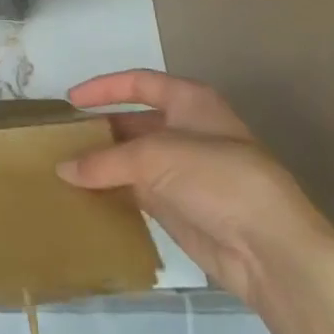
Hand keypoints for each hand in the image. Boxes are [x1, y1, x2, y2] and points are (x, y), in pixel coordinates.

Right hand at [60, 69, 333, 307]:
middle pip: (135, 123)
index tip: (70, 101)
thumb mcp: (156, 157)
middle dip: (101, 131)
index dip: (104, 87)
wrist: (271, 250)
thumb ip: (106, 161)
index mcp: (190, 101)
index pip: (139, 83)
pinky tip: (88, 198)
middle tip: (62, 140)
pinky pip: (139, 194)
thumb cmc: (218, 179)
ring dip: (105, 165)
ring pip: (135, 161)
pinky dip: (115, 193)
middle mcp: (186, 131)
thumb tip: (63, 169)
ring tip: (66, 169)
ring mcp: (185, 173)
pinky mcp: (182, 210)